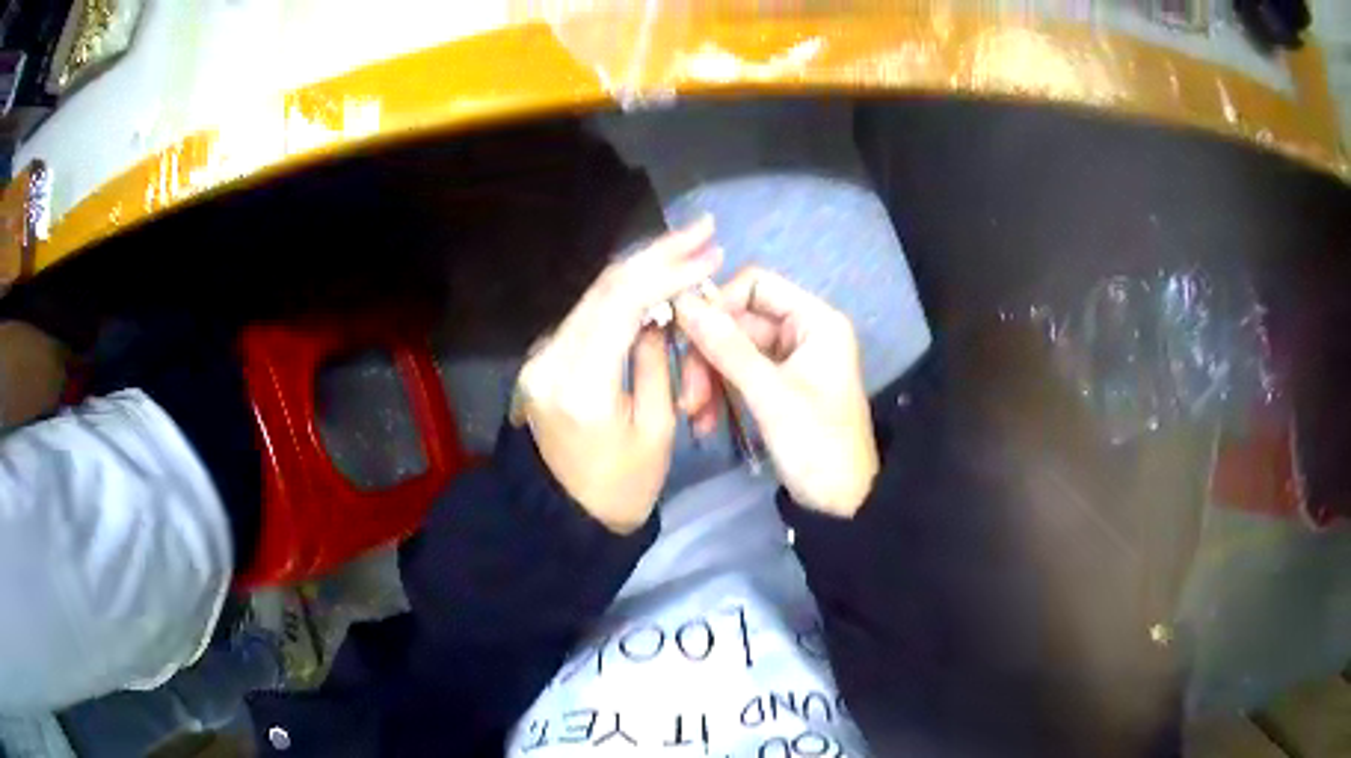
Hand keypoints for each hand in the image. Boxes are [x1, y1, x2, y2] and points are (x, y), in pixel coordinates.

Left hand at [516, 219, 722, 533]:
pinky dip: (622, 293)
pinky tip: (653, 277)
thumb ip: (655, 361)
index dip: (668, 269)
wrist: (562, 518)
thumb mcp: (655, 429)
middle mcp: (551, 360)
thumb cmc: (622, 488)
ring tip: (686, 246)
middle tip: (701, 229)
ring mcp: (540, 357)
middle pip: (603, 287)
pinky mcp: (543, 360)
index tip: (709, 250)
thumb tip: (660, 313)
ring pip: (594, 295)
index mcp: (582, 385)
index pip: (623, 303)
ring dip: (641, 268)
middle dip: (656, 253)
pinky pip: (587, 315)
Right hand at [675, 267, 877, 516]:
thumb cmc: (817, 444)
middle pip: (738, 321)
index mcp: (814, 321)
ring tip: (693, 413)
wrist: (841, 503)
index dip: (718, 304)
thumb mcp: (770, 395)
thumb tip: (683, 302)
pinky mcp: (776, 386)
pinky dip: (719, 393)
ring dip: (708, 378)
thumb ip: (726, 347)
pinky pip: (737, 375)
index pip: (755, 285)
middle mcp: (801, 331)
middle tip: (687, 392)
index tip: (686, 334)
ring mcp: (788, 359)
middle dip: (708, 355)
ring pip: (731, 350)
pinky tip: (705, 421)